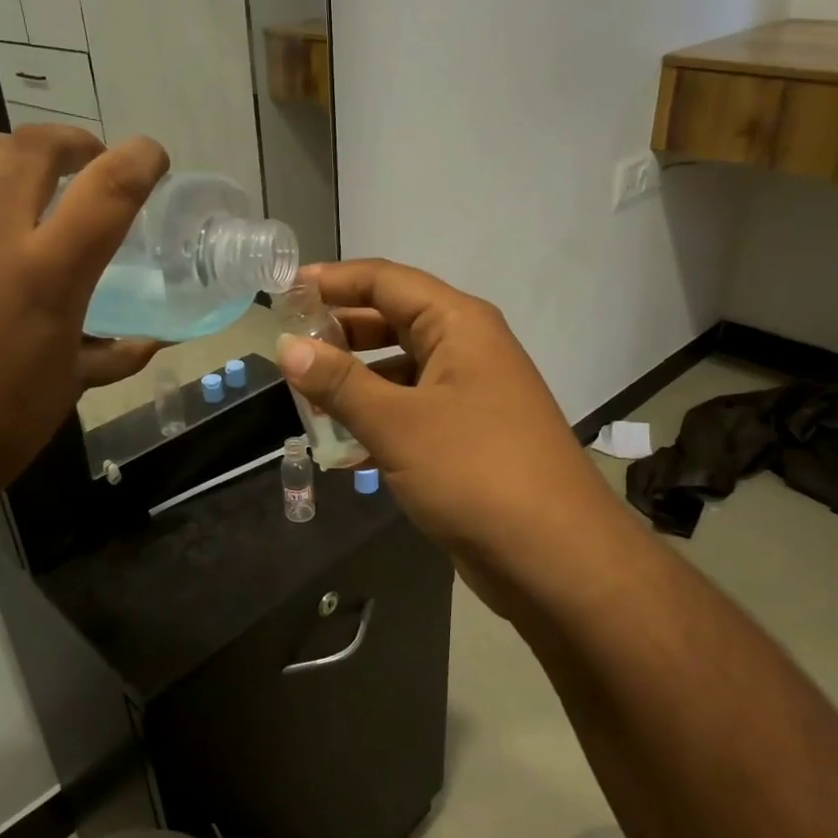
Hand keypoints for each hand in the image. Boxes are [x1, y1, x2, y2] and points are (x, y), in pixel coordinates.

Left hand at [0, 127, 167, 516]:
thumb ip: (116, 353)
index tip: (149, 158)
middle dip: (72, 143)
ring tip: (14, 183)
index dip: (140, 159)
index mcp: (48, 273)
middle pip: (36, 146)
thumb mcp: (71, 386)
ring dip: (8, 156)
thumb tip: (152, 342)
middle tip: (80, 165)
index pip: (110, 187)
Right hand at [275, 260, 624, 608]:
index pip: (386, 281)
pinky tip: (341, 448)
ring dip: (354, 382)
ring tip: (304, 398)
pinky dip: (376, 420)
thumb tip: (286, 347)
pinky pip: (411, 412)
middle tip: (287, 347)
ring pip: (399, 371)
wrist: (555, 556)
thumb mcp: (398, 424)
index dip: (333, 280)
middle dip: (340, 332)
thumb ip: (339, 383)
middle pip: (392, 321)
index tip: (282, 291)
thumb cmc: (475, 472)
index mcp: (459, 325)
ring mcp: (470, 394)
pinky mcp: (467, 437)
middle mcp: (467, 349)